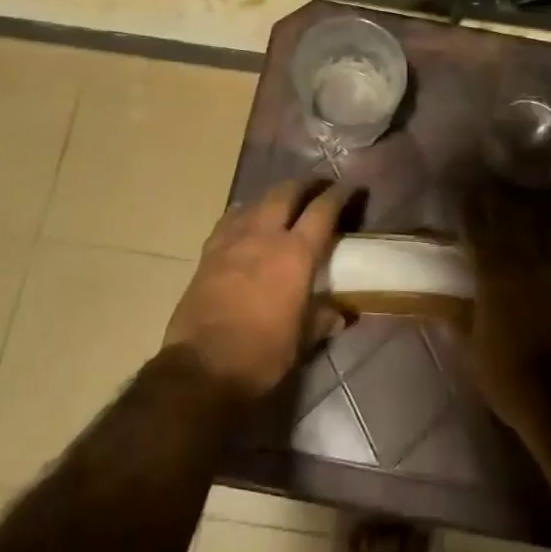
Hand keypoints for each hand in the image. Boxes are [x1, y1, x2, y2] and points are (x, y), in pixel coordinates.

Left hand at [165, 179, 355, 400]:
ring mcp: (233, 240)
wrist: (201, 366)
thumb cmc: (261, 354)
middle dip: (305, 185)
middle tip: (318, 185)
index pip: (322, 211)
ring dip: (275, 196)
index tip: (349, 186)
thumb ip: (322, 319)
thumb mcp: (301, 340)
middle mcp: (266, 236)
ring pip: (257, 201)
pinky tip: (247, 218)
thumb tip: (342, 315)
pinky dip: (244, 212)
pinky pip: (230, 219)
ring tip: (285, 199)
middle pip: (287, 193)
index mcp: (296, 254)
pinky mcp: (209, 252)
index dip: (338, 195)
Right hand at [461, 179, 550, 440]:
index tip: (466, 196)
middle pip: (515, 222)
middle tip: (494, 192)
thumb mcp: (472, 354)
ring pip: (548, 233)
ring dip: (536, 220)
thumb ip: (459, 323)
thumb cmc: (509, 377)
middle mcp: (528, 265)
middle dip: (502, 204)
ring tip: (529, 212)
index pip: (480, 232)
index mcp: (495, 276)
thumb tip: (442, 307)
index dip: (472, 212)